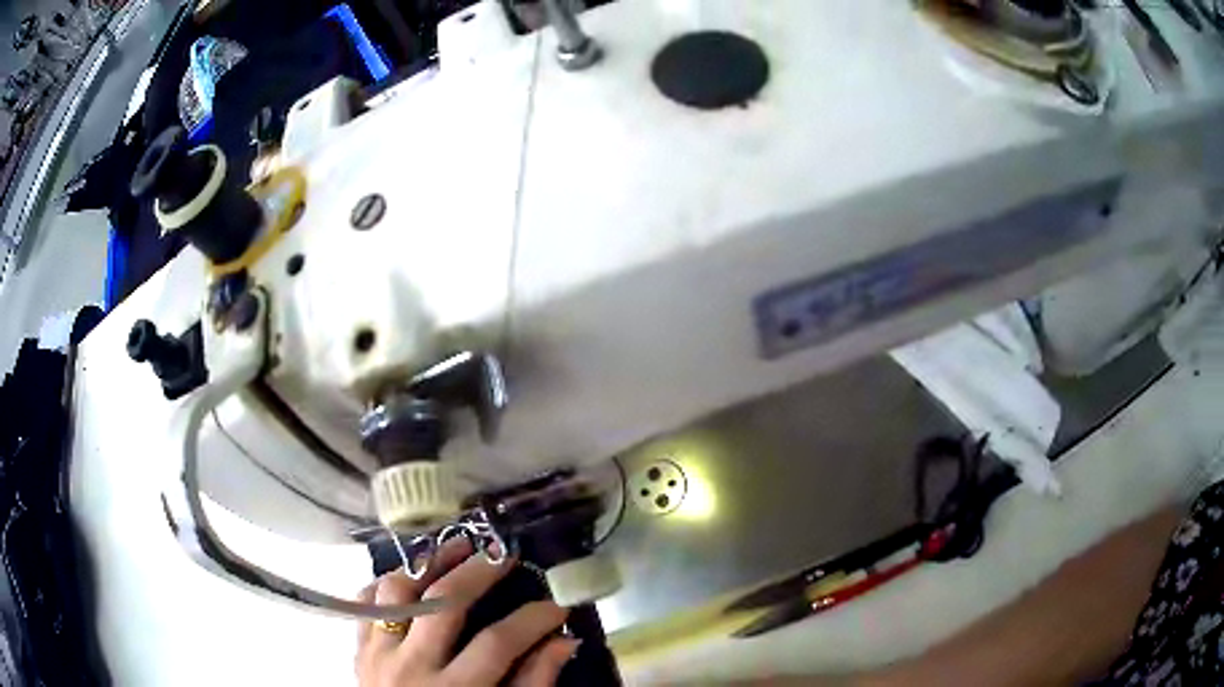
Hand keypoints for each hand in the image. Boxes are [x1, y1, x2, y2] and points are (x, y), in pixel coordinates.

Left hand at [356, 539, 578, 686]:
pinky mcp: (358, 649)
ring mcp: (379, 654)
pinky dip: (389, 583)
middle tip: (505, 554)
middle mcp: (412, 666)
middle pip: (445, 602)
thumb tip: (564, 640)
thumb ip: (533, 683)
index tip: (557, 605)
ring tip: (456, 551)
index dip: (533, 618)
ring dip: (429, 565)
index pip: (498, 642)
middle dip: (480, 571)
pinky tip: (413, 577)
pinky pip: (366, 602)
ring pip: (398, 591)